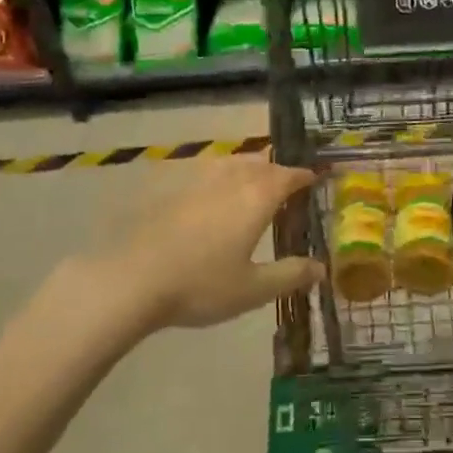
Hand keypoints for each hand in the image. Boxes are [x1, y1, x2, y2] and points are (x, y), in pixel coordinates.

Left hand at [79, 157, 324, 330]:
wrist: (131, 280)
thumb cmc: (200, 285)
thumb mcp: (252, 289)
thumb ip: (289, 275)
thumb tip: (321, 268)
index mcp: (256, 198)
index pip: (287, 176)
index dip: (303, 176)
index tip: (315, 177)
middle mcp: (230, 181)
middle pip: (260, 164)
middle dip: (277, 170)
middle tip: (287, 181)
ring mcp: (197, 183)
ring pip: (231, 163)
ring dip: (249, 167)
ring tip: (254, 179)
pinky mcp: (171, 191)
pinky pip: (206, 172)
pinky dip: (221, 175)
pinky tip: (213, 192)